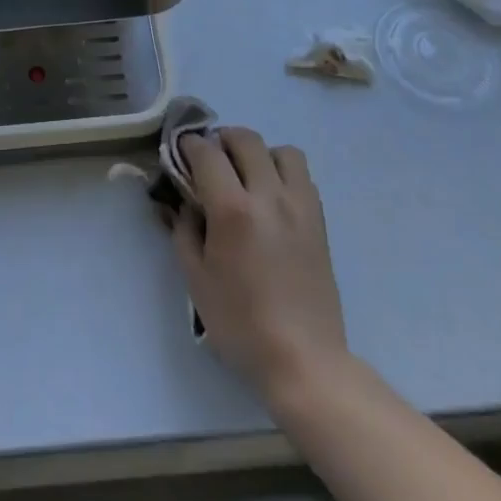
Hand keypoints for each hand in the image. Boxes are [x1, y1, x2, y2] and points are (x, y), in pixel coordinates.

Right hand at [173, 128, 348, 402]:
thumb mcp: (196, 279)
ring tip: (247, 177)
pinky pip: (302, 176)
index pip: (207, 152)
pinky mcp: (319, 220)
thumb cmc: (241, 324)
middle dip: (222, 140)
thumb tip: (183, 201)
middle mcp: (269, 196)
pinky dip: (283, 174)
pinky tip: (271, 200)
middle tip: (210, 161)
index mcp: (233, 210)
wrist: (304, 361)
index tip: (180, 151)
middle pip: (245, 139)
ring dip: (259, 154)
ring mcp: (299, 205)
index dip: (189, 145)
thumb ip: (184, 229)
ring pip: (281, 150)